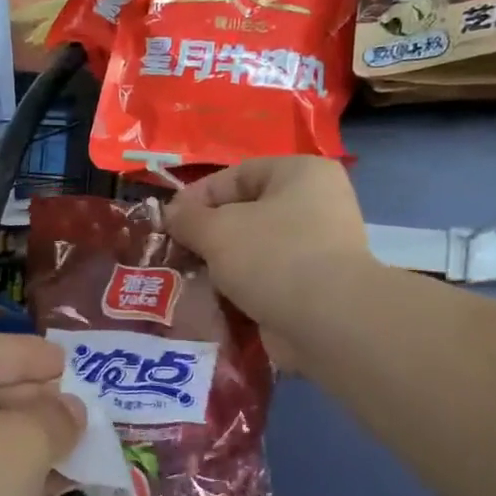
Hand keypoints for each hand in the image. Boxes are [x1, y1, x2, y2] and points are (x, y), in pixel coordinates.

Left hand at [0, 335, 84, 495]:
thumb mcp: (17, 442)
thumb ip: (53, 419)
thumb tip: (72, 412)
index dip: (30, 356)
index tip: (72, 362)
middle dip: (36, 404)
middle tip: (88, 409)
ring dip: (33, 448)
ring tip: (86, 446)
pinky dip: (18, 485)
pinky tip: (60, 488)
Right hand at [164, 157, 372, 368]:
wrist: (327, 322)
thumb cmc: (272, 257)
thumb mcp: (217, 230)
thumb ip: (187, 218)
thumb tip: (171, 214)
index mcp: (300, 173)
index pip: (236, 175)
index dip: (196, 197)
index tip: (167, 222)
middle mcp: (316, 204)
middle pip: (245, 213)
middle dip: (207, 234)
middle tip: (175, 252)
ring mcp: (319, 248)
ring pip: (254, 249)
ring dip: (221, 264)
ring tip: (188, 278)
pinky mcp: (315, 287)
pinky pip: (267, 279)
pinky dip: (241, 288)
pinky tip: (214, 300)